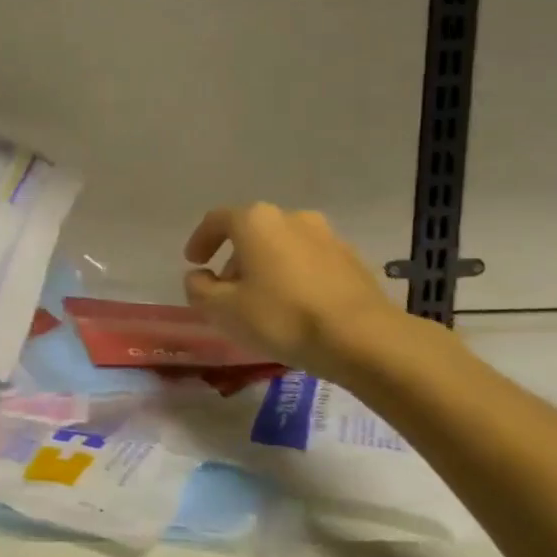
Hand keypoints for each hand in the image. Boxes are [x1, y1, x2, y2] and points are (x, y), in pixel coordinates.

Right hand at [183, 203, 408, 383]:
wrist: (363, 338)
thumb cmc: (282, 317)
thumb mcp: (223, 310)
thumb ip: (199, 289)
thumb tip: (199, 277)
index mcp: (256, 221)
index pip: (216, 220)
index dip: (200, 240)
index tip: (194, 263)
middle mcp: (291, 217)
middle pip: (252, 232)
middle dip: (234, 258)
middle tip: (226, 289)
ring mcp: (326, 236)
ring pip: (282, 245)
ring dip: (265, 266)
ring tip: (261, 301)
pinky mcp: (351, 259)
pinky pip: (309, 261)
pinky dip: (293, 276)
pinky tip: (294, 306)